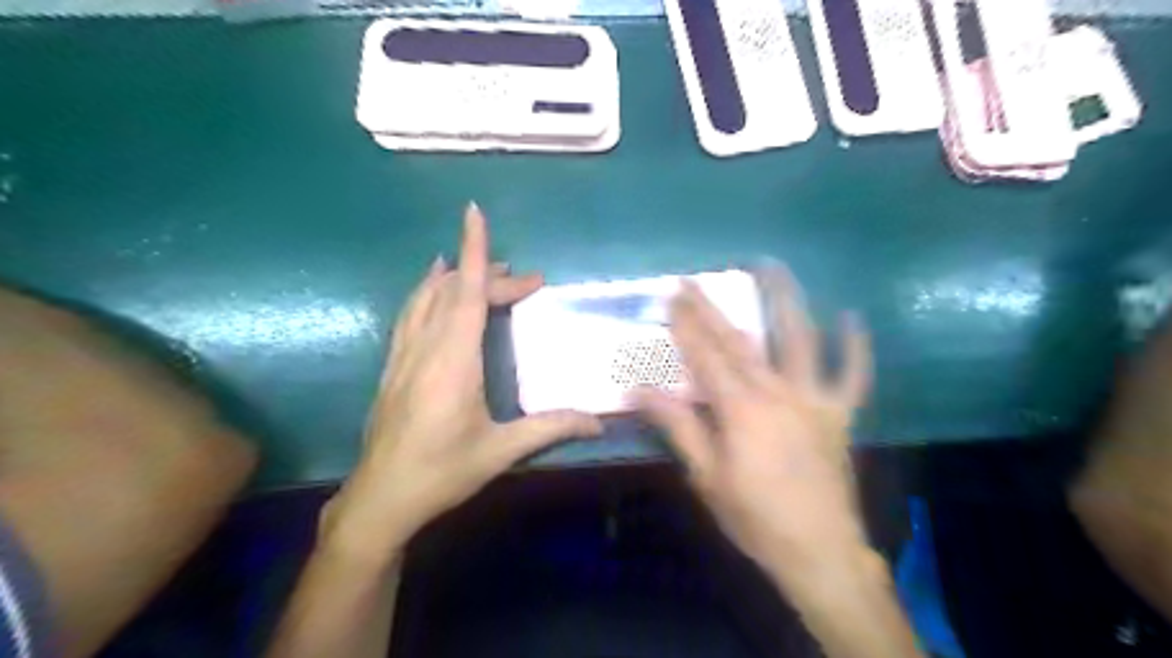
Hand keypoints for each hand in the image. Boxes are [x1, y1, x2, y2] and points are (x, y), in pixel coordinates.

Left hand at [327, 203, 602, 558]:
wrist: (380, 499)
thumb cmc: (442, 472)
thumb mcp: (500, 451)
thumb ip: (550, 428)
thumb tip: (599, 423)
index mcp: (454, 361)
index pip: (467, 293)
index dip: (474, 251)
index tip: (474, 212)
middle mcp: (426, 347)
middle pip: (455, 293)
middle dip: (490, 275)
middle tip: (528, 282)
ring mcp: (404, 355)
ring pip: (427, 298)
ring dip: (456, 277)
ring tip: (481, 267)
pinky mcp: (393, 366)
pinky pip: (410, 314)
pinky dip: (427, 292)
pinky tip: (433, 287)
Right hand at [632, 270, 867, 582]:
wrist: (819, 551)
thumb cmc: (754, 516)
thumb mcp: (706, 474)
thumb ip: (677, 426)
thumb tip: (638, 391)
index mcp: (740, 408)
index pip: (705, 356)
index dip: (686, 325)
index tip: (671, 296)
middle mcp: (777, 392)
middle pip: (739, 341)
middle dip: (712, 309)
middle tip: (694, 280)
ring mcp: (814, 399)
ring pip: (799, 339)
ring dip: (784, 300)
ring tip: (772, 266)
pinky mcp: (840, 414)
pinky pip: (852, 375)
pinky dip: (855, 346)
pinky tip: (853, 316)